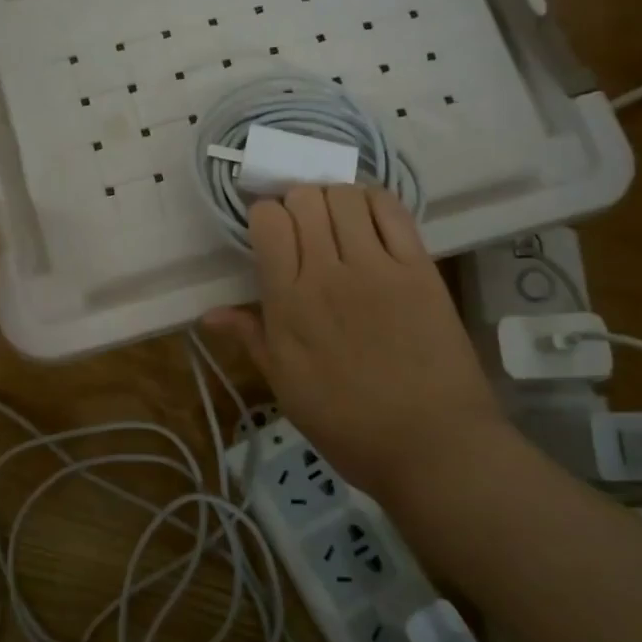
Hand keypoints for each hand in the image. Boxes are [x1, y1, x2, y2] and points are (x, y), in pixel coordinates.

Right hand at [204, 186, 507, 501]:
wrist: (431, 446)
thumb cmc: (348, 425)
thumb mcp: (286, 387)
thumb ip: (251, 338)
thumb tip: (209, 314)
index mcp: (288, 304)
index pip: (268, 221)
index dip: (266, 218)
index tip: (271, 236)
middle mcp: (327, 273)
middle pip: (304, 198)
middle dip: (297, 203)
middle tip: (305, 230)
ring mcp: (377, 267)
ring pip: (345, 195)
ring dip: (335, 199)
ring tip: (339, 223)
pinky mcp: (419, 267)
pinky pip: (392, 209)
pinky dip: (374, 201)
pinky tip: (370, 219)